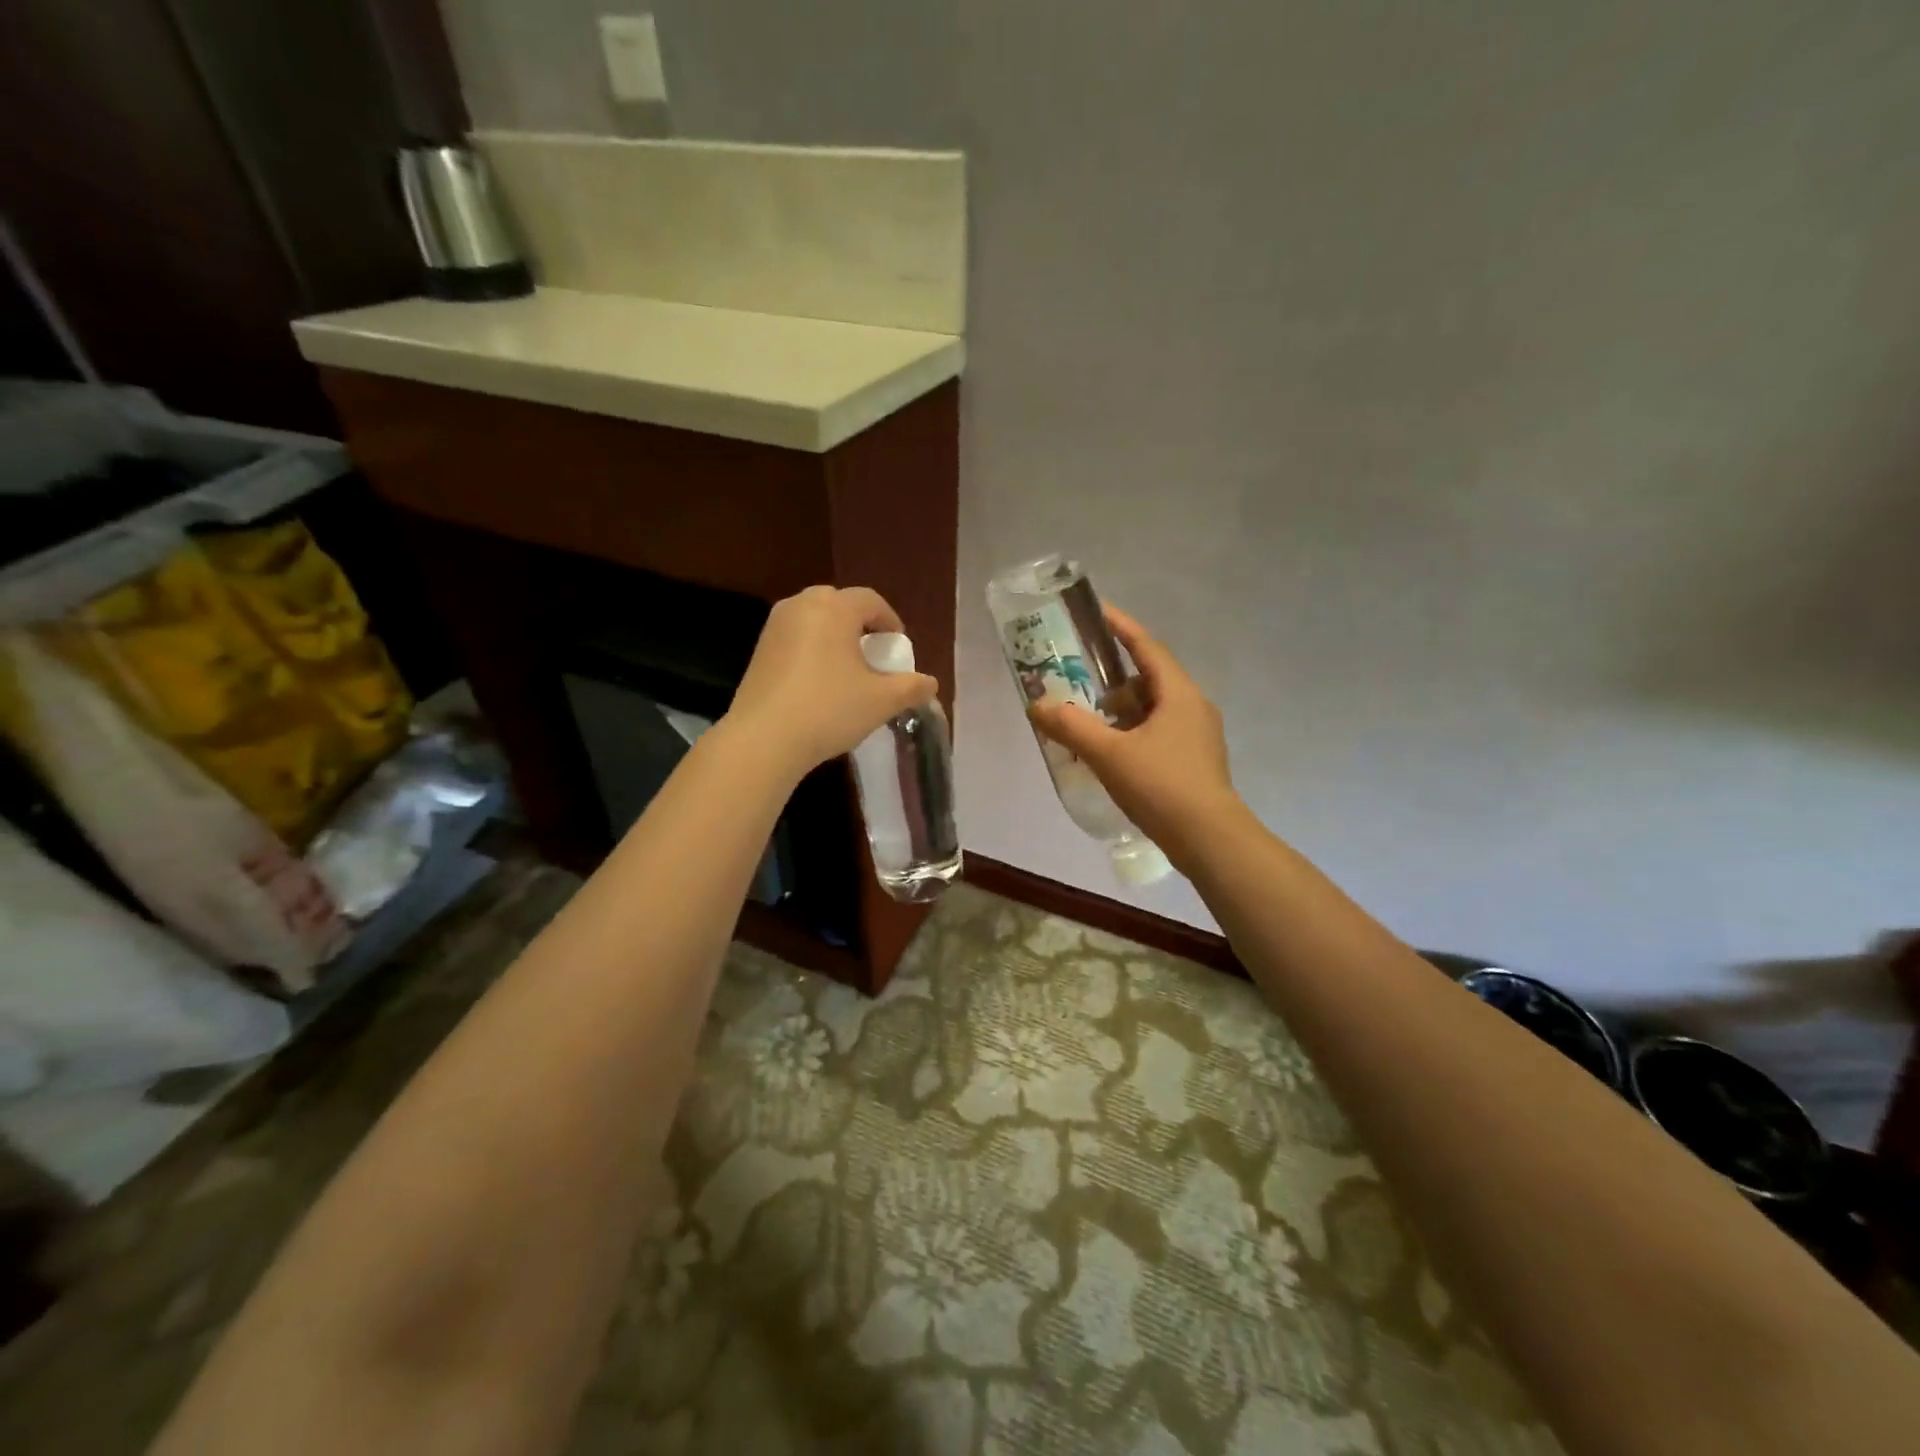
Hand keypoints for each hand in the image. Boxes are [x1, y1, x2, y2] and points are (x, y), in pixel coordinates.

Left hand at [726, 586, 938, 776]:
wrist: (764, 739)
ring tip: (847, 669)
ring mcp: (775, 627)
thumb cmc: (829, 709)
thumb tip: (930, 683)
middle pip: (839, 604)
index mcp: (834, 608)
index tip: (898, 646)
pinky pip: (795, 638)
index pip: (870, 600)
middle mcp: (801, 606)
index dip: (890, 621)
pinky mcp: (758, 650)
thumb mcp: (881, 701)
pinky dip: (812, 649)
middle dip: (860, 624)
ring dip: (834, 636)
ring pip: (813, 620)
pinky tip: (818, 682)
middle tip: (872, 653)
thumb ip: (911, 687)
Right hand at [1029, 606, 1239, 852]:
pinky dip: (1132, 734)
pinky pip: (1158, 733)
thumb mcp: (1109, 754)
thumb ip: (1071, 727)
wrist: (1210, 840)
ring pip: (1154, 709)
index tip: (1097, 611)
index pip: (1147, 647)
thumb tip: (1037, 705)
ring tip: (1089, 724)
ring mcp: (1198, 736)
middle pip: (1149, 679)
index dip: (1121, 627)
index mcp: (1179, 693)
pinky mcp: (1195, 762)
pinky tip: (1111, 755)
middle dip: (1113, 679)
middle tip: (1080, 683)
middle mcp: (1193, 707)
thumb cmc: (1162, 786)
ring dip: (1122, 711)